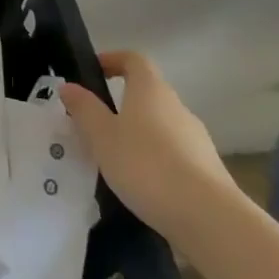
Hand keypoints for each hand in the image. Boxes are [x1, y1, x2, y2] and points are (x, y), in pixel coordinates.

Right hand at [59, 50, 240, 247]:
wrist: (210, 219)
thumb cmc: (146, 165)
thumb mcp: (102, 136)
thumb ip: (84, 109)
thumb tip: (69, 86)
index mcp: (151, 90)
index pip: (134, 59)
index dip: (113, 60)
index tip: (94, 72)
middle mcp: (177, 107)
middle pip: (148, 94)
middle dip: (121, 104)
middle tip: (95, 124)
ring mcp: (197, 139)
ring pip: (161, 126)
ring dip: (139, 135)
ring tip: (115, 159)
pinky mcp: (208, 171)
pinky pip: (174, 155)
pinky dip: (156, 161)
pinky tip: (142, 186)